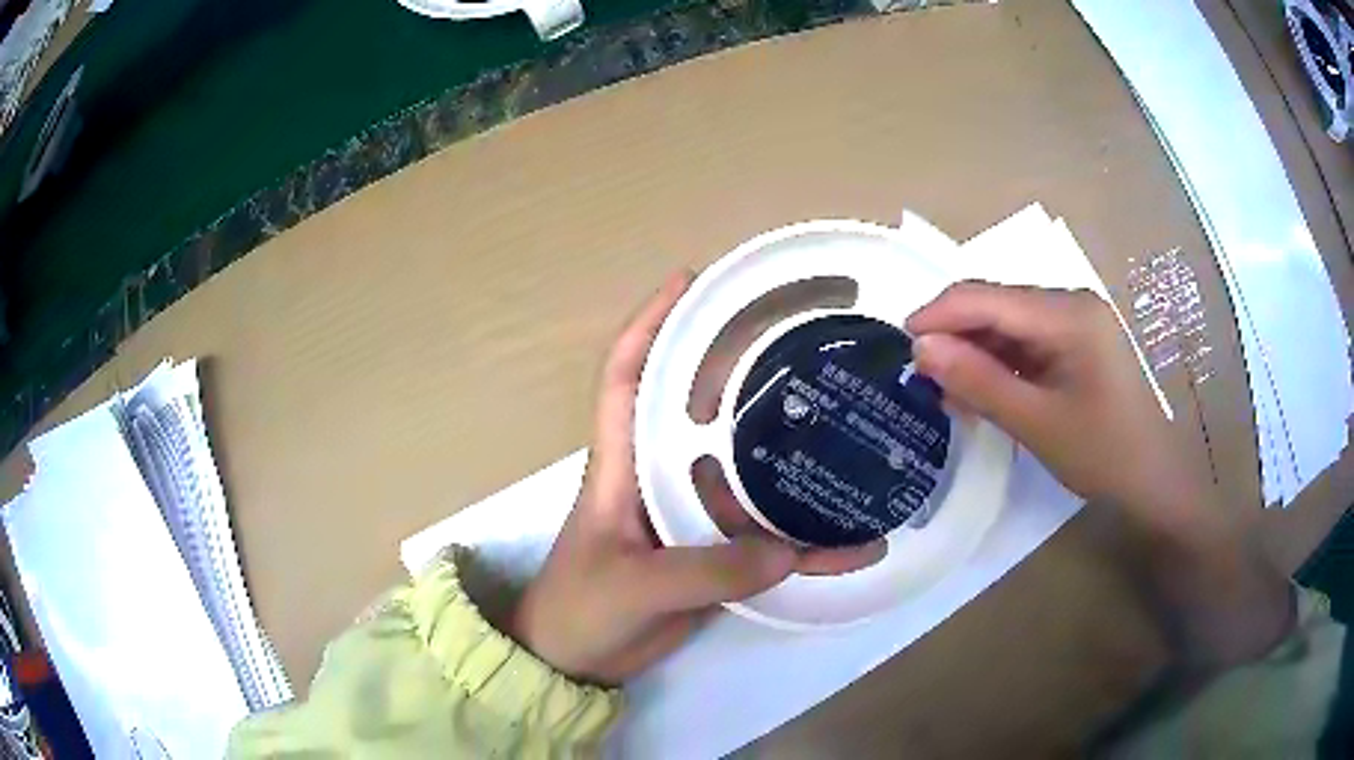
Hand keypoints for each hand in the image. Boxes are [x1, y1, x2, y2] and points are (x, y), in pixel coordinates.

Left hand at [511, 273, 884, 684]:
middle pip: (703, 409)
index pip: (626, 375)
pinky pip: (767, 540)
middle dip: (744, 370)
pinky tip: (855, 542)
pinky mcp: (714, 555)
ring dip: (792, 454)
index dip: (651, 323)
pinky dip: (808, 544)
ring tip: (850, 427)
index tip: (690, 281)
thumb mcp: (634, 586)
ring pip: (748, 471)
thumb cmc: (581, 610)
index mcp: (621, 464)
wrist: (576, 663)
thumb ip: (707, 570)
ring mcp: (691, 515)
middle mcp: (659, 476)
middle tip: (805, 343)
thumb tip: (788, 548)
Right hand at [906, 282, 1208, 527]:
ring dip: (975, 353)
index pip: (989, 298)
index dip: (940, 314)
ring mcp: (1075, 322)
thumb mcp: (1036, 422)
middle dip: (956, 336)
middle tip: (920, 377)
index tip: (899, 344)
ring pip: (1008, 325)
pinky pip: (1026, 343)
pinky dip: (999, 365)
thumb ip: (978, 381)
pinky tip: (979, 391)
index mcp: (1068, 312)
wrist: (1152, 481)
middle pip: (997, 306)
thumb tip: (920, 348)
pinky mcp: (1075, 343)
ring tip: (945, 392)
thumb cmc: (1102, 453)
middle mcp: (1070, 303)